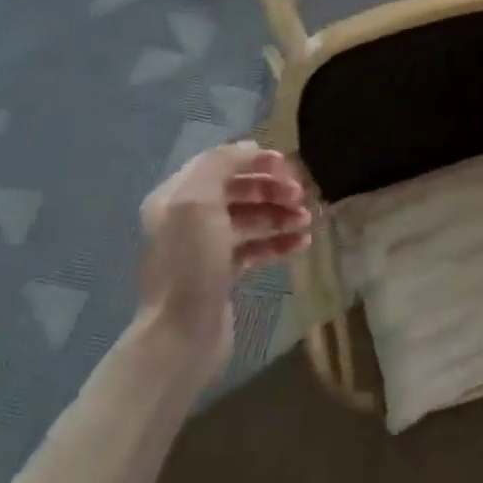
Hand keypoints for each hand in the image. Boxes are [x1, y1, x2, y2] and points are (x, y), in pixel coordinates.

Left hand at [138, 143, 311, 381]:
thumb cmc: (191, 263)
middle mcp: (187, 218)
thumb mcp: (199, 201)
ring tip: (306, 221)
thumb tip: (250, 147)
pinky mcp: (220, 274)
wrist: (181, 334)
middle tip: (301, 196)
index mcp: (176, 196)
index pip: (219, 163)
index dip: (254, 160)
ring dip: (279, 214)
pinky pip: (254, 248)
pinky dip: (277, 242)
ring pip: (249, 219)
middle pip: (237, 190)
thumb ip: (222, 164)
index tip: (287, 166)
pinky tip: (301, 244)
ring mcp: (204, 248)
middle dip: (271, 189)